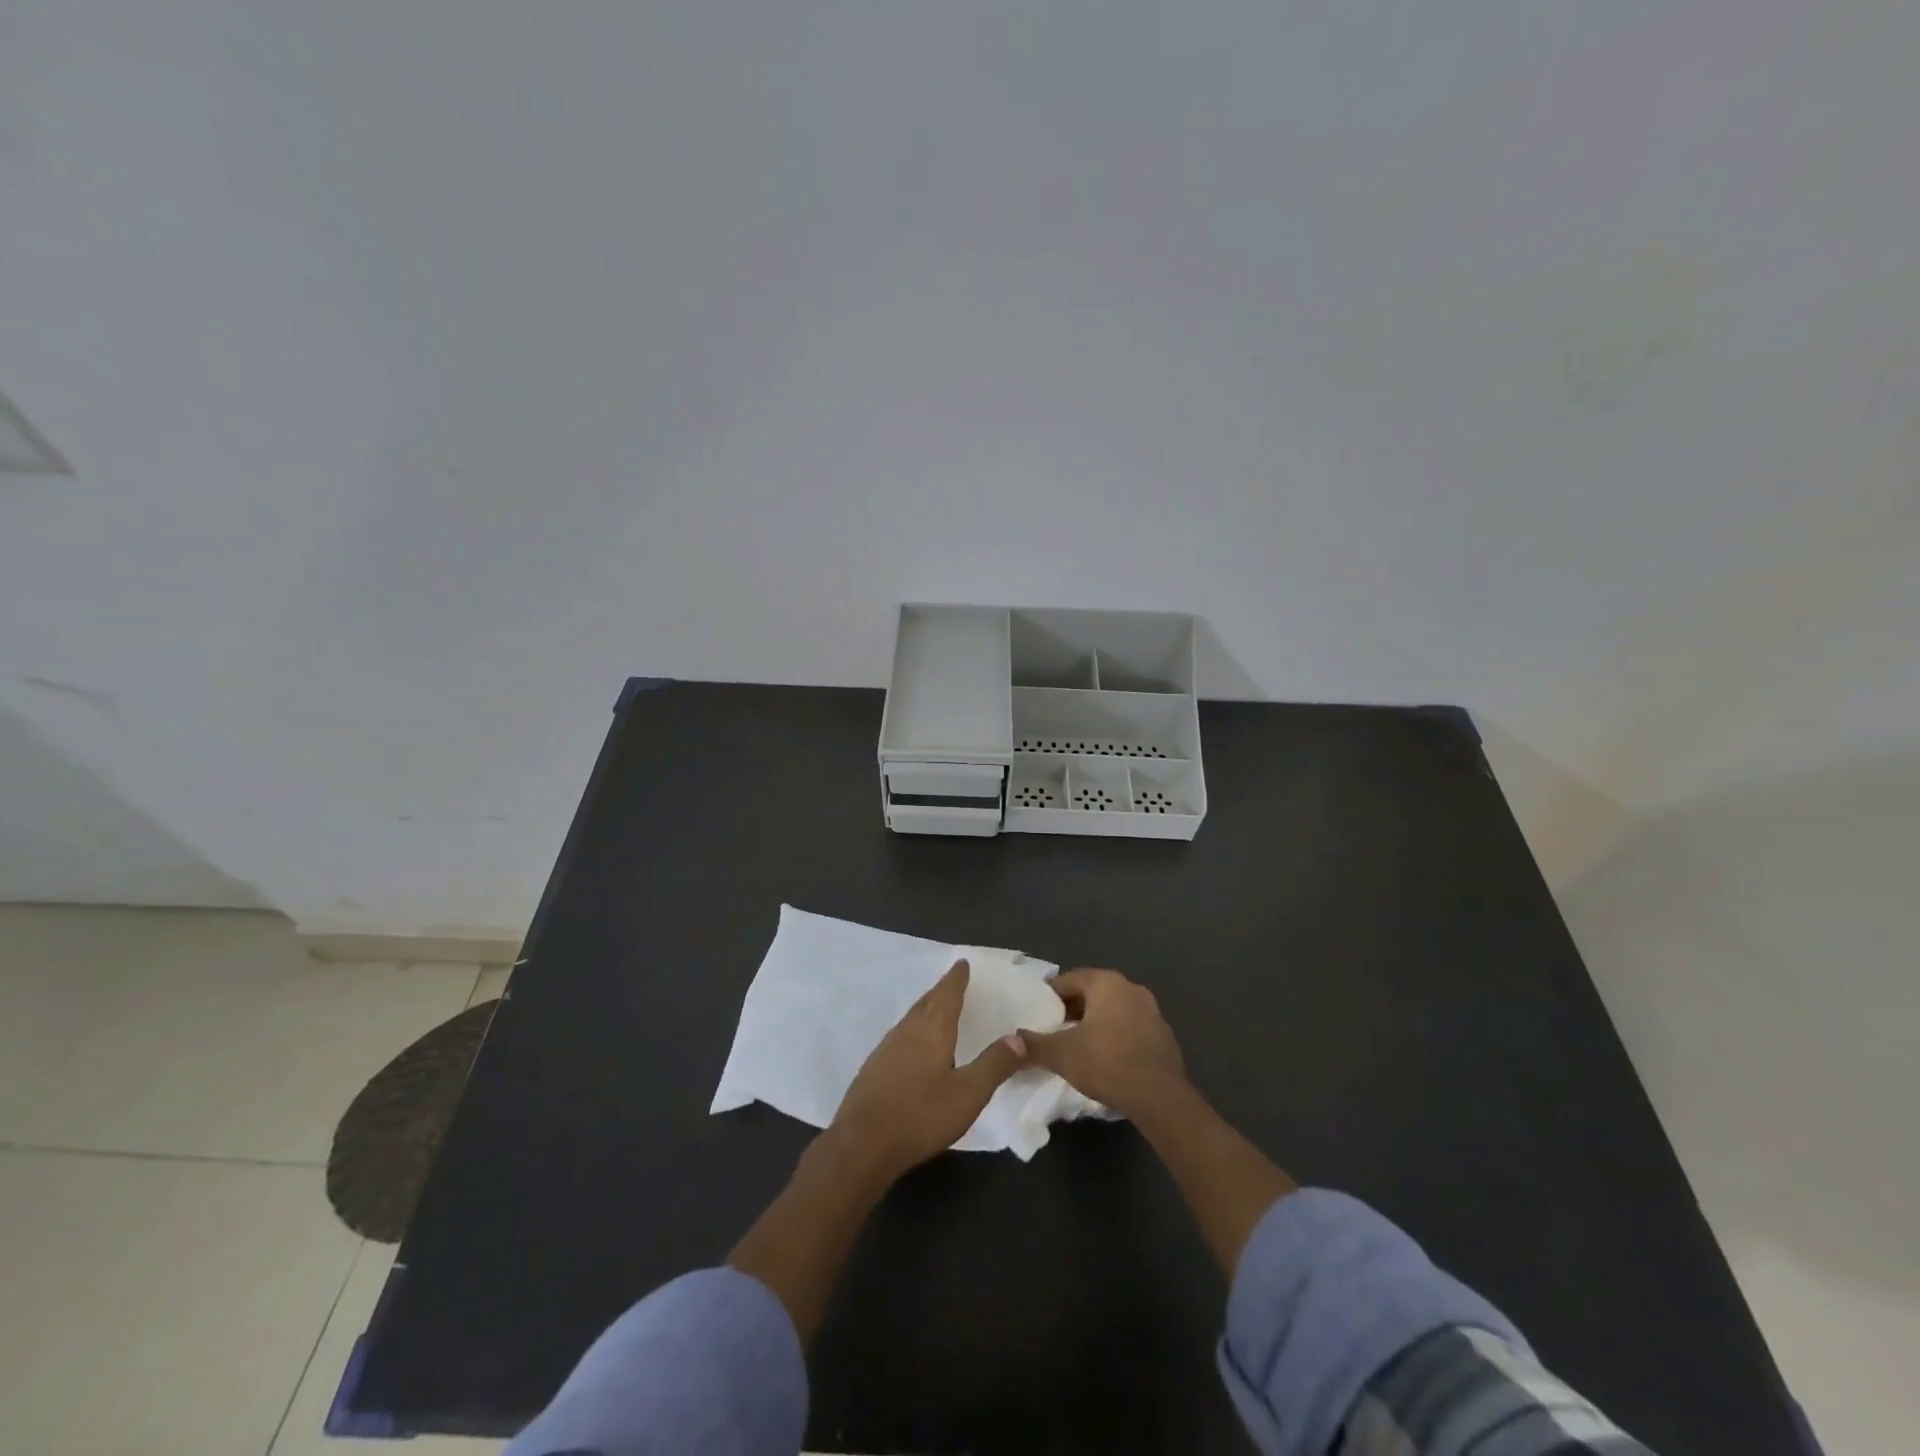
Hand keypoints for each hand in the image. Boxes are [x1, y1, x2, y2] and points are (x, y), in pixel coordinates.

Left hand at [826, 959, 1027, 1181]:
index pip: (947, 994)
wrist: (861, 1145)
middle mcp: (906, 1031)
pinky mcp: (872, 1069)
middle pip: (926, 1002)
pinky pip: (899, 1037)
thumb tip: (1019, 1037)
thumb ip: (994, 1064)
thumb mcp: (968, 1094)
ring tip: (936, 1010)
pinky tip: (913, 1047)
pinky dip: (912, 1031)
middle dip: (941, 991)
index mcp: (931, 1030)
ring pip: (910, 1019)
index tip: (962, 963)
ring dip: (925, 1010)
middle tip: (952, 983)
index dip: (956, 978)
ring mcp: (885, 1049)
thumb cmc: (920, 1115)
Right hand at [1023, 968, 1185, 1117]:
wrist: (1159, 1097)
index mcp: (1106, 983)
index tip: (1036, 1013)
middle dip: (1072, 1009)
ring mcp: (1151, 1010)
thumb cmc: (1106, 1063)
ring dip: (1095, 1022)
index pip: (1069, 980)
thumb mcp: (1061, 1054)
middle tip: (1053, 1029)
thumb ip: (1034, 1044)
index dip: (1049, 996)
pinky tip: (1106, 1058)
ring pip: (1113, 1010)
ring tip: (1077, 1045)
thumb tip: (1012, 1041)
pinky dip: (1115, 1036)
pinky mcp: (1163, 1034)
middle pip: (1092, 992)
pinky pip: (1130, 1027)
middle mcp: (1130, 988)